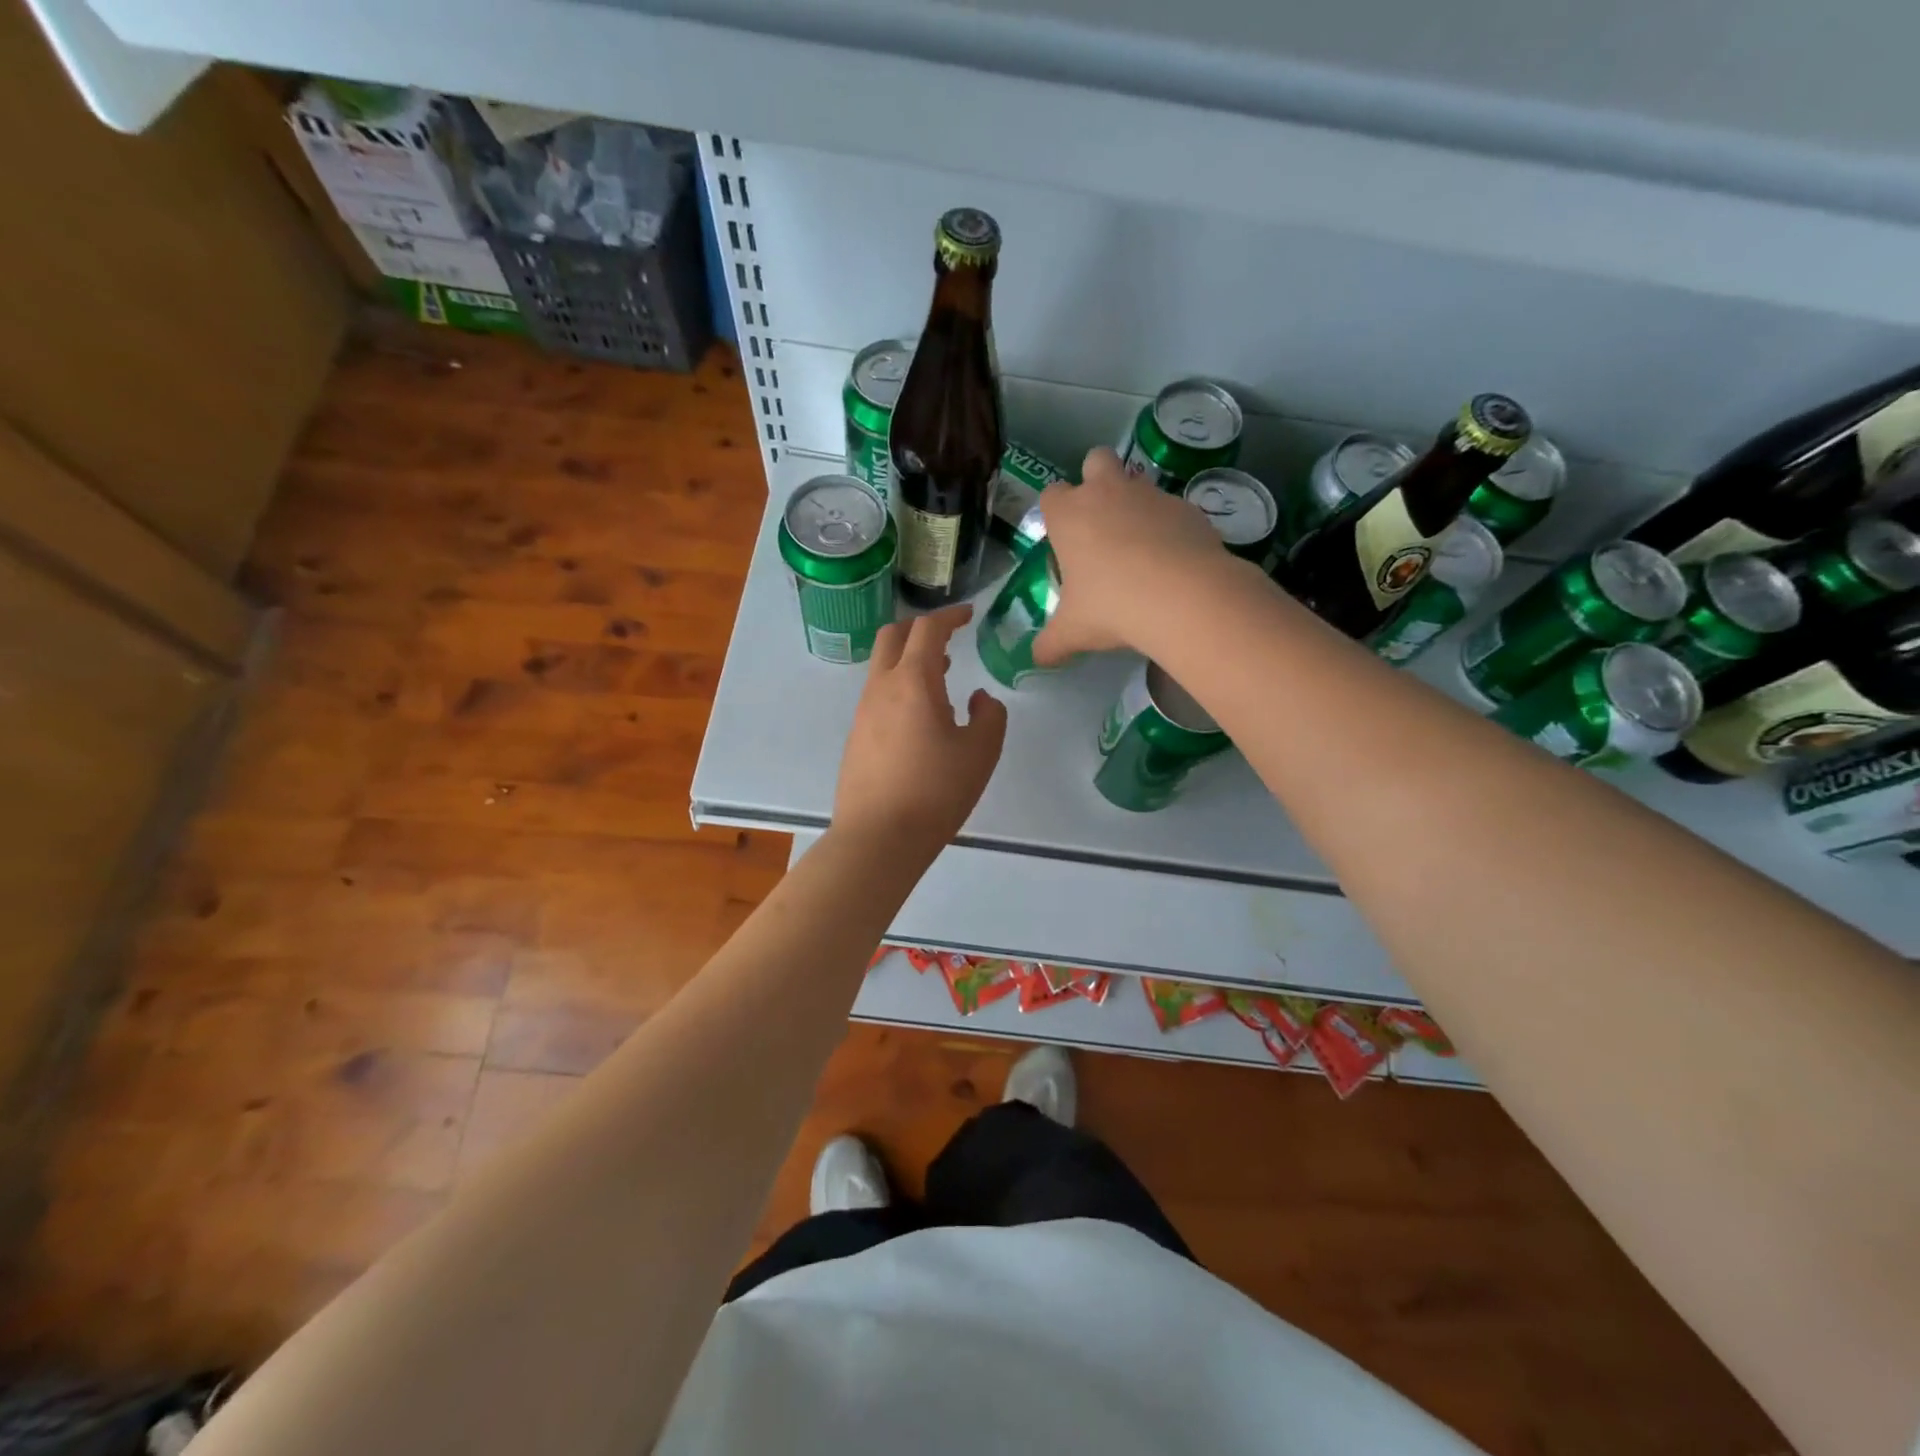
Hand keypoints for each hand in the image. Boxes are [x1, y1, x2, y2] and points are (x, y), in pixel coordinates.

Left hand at [833, 604, 1007, 852]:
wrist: (878, 838)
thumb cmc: (935, 791)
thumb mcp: (980, 753)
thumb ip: (989, 716)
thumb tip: (978, 698)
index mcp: (913, 681)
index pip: (928, 629)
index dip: (950, 615)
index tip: (968, 614)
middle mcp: (881, 688)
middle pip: (893, 636)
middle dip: (921, 628)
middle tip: (948, 637)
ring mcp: (863, 712)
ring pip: (883, 667)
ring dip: (910, 660)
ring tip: (941, 676)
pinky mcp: (856, 737)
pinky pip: (878, 695)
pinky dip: (900, 687)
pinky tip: (920, 717)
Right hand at [1032, 447, 1233, 666]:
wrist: (1183, 597)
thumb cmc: (1112, 606)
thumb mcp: (1073, 631)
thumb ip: (1051, 643)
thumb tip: (1036, 659)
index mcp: (1069, 514)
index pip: (1051, 494)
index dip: (1056, 513)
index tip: (1063, 540)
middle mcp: (1107, 492)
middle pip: (1096, 460)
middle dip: (1096, 480)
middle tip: (1101, 524)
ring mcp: (1151, 495)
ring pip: (1138, 482)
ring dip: (1135, 505)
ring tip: (1140, 550)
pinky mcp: (1188, 508)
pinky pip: (1173, 509)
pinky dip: (1170, 528)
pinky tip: (1173, 562)